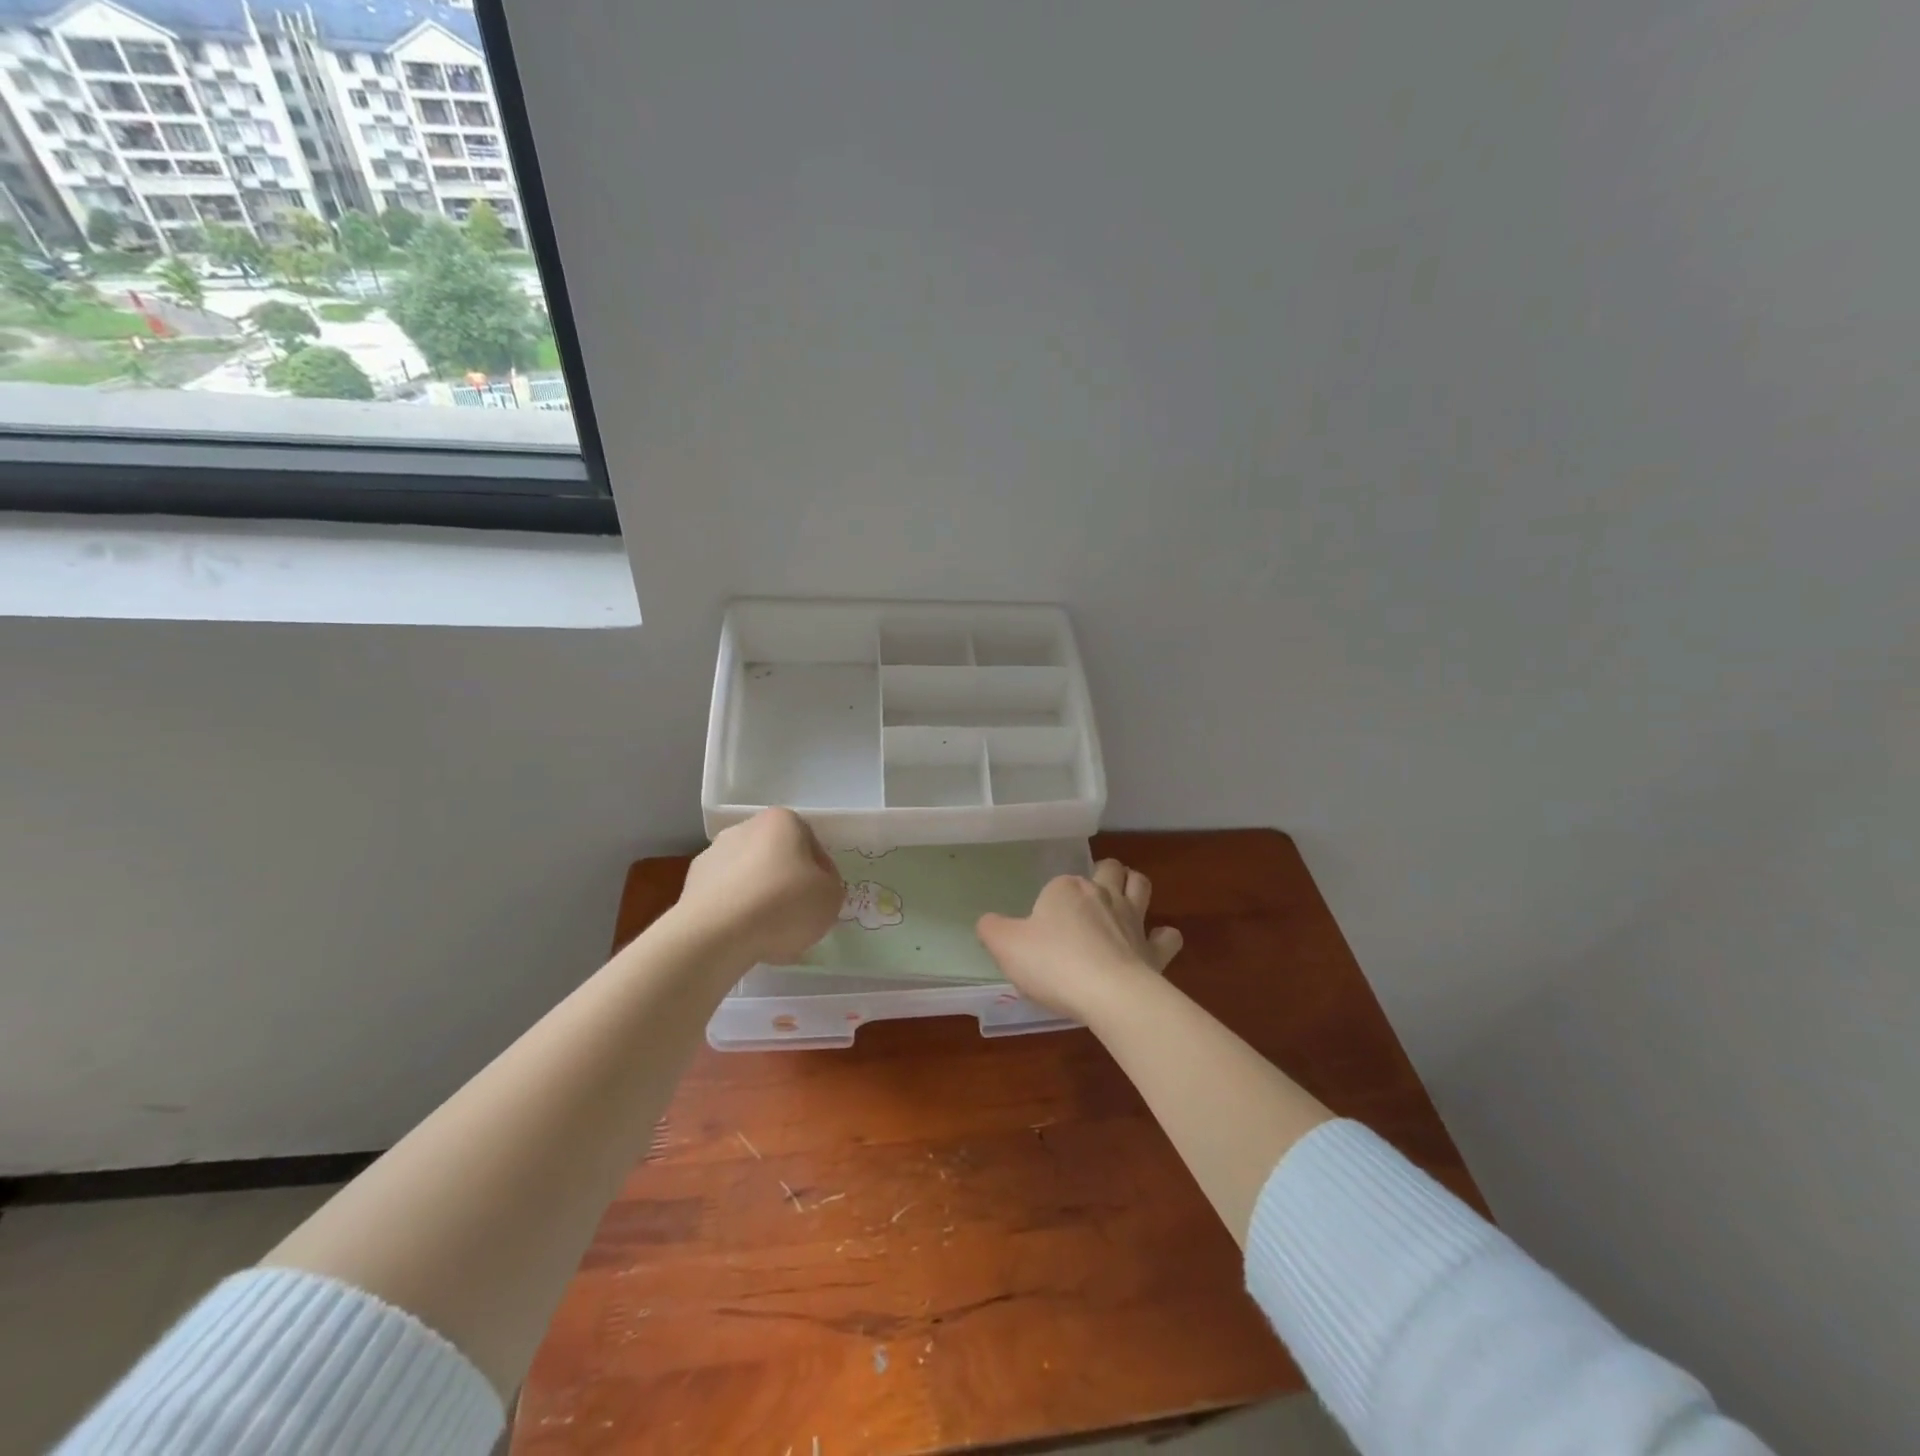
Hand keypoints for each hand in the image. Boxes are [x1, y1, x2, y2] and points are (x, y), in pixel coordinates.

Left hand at [674, 808, 844, 966]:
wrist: (716, 934)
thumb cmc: (784, 905)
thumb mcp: (831, 897)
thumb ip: (829, 886)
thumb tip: (813, 887)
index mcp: (783, 821)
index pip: (812, 845)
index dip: (821, 874)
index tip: (821, 900)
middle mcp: (745, 828)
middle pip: (777, 857)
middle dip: (787, 883)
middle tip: (796, 916)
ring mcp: (713, 854)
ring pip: (749, 877)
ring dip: (759, 898)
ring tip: (767, 934)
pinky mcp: (691, 884)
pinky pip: (725, 898)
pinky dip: (735, 913)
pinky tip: (742, 937)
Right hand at [976, 859, 1182, 1019]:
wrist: (1108, 994)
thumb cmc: (1052, 964)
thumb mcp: (1006, 946)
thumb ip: (992, 929)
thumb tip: (987, 922)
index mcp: (1066, 889)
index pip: (1057, 884)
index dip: (1050, 900)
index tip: (1040, 927)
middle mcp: (1102, 894)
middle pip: (1108, 868)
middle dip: (1103, 872)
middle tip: (1091, 893)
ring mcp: (1133, 920)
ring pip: (1140, 885)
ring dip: (1134, 886)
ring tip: (1125, 898)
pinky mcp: (1154, 950)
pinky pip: (1167, 936)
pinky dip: (1162, 936)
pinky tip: (1155, 943)